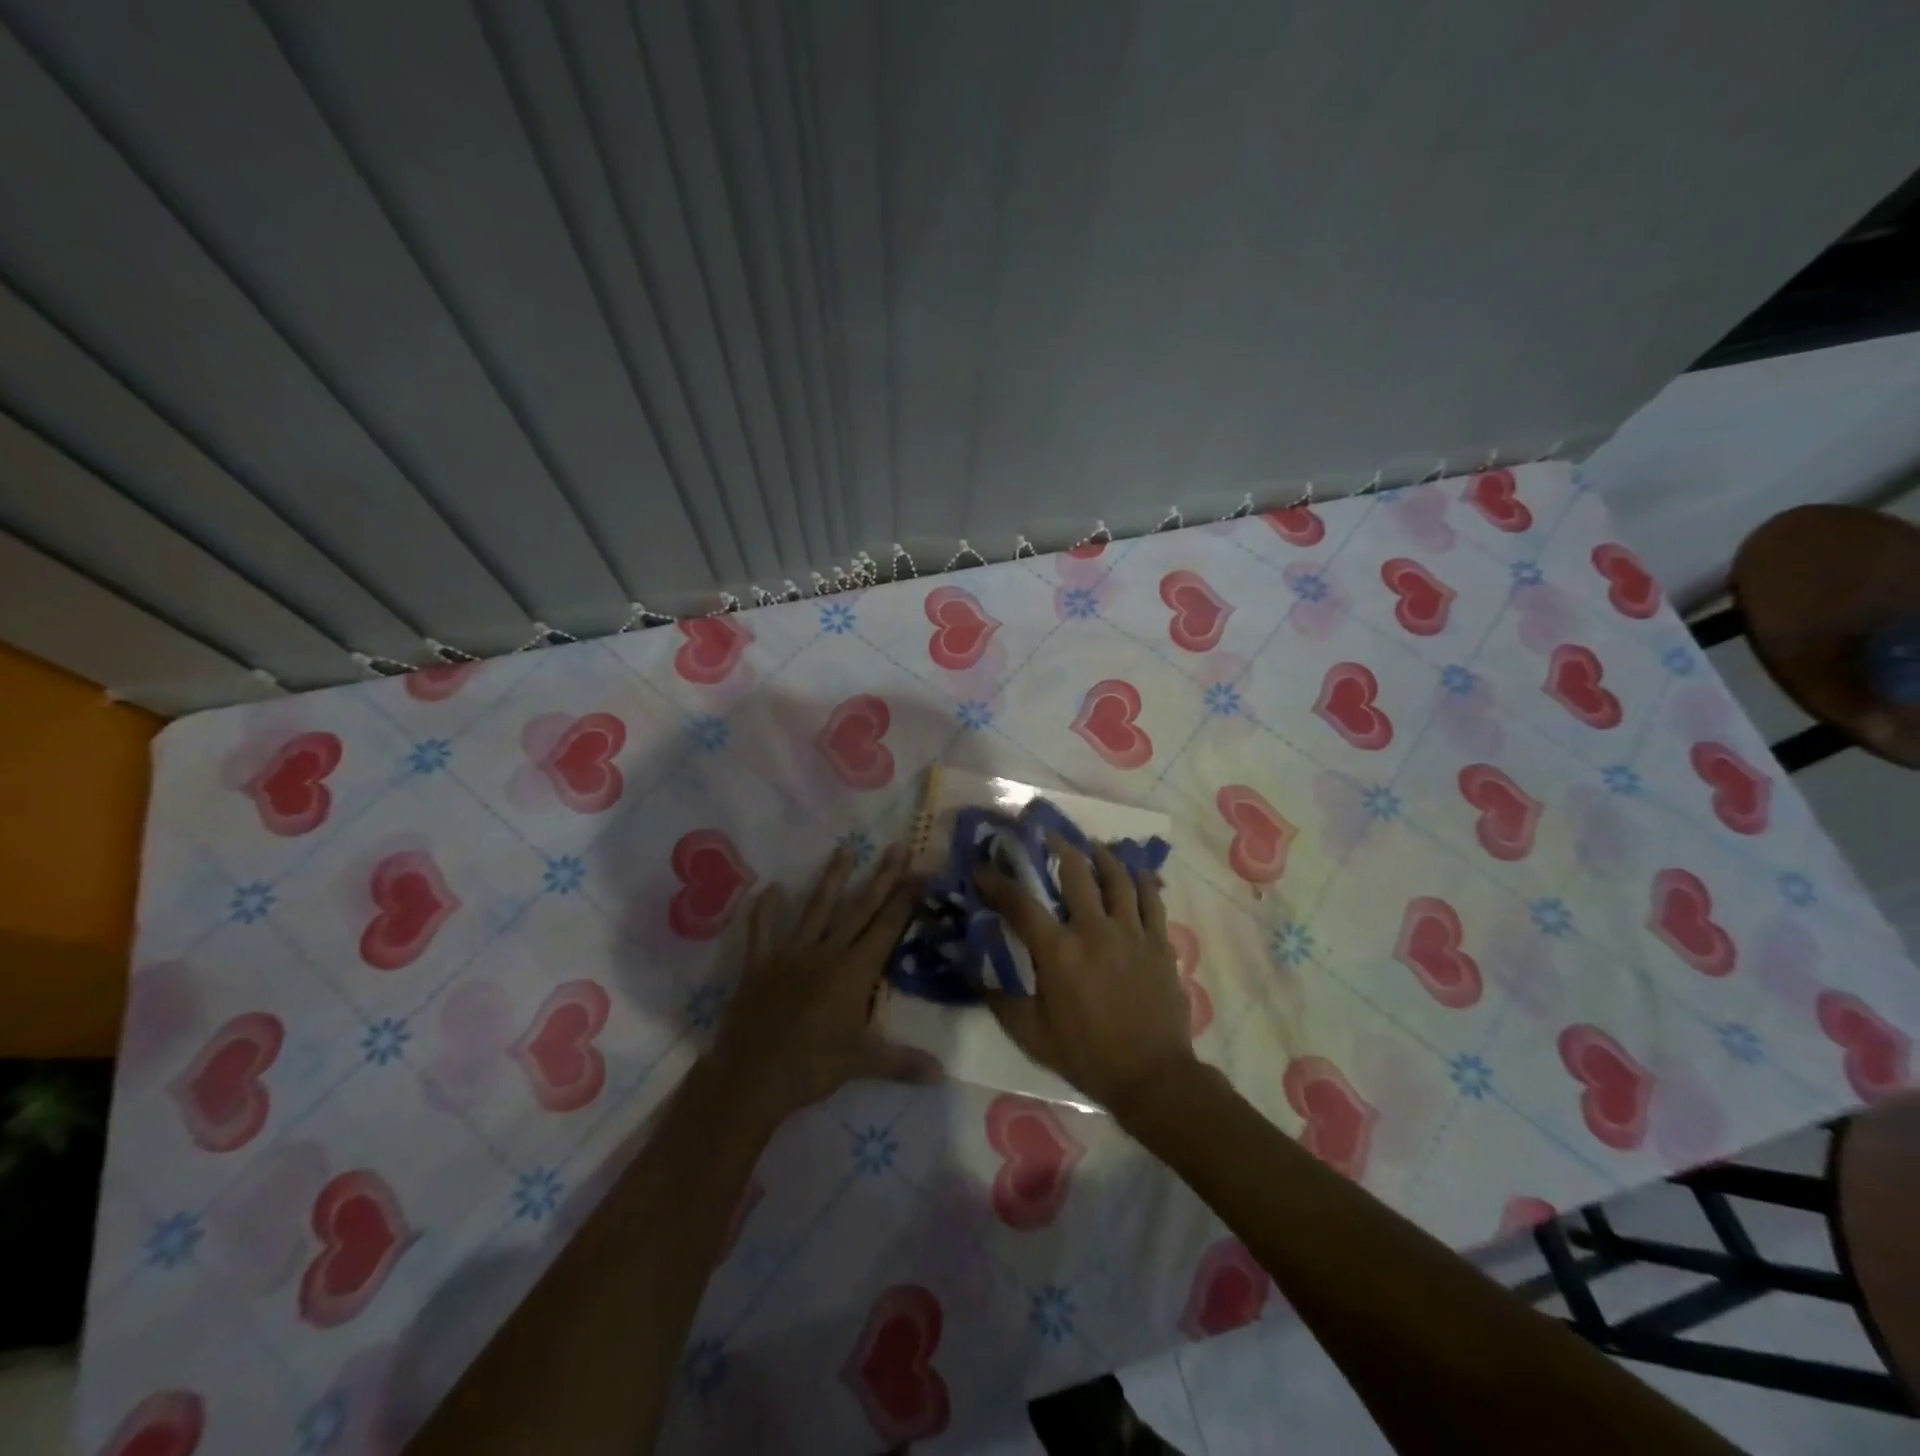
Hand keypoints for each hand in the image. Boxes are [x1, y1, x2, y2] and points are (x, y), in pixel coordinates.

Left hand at [708, 843, 938, 1129]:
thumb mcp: (863, 1064)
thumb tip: (943, 1073)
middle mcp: (827, 952)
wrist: (751, 1078)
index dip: (907, 898)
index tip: (922, 871)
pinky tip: (770, 888)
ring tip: (843, 849)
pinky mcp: (760, 964)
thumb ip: (903, 1062)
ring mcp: (791, 954)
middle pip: (860, 908)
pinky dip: (765, 910)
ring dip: (831, 879)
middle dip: (881, 877)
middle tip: (896, 847)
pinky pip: (762, 931)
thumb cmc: (812, 1068)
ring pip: (817, 909)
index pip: (887, 927)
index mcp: (854, 971)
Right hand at [976, 839, 1198, 1116]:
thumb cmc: (1086, 1055)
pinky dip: (1141, 878)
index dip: (997, 882)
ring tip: (1090, 845)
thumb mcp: (1031, 1034)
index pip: (1020, 904)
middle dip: (1057, 847)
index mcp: (1059, 952)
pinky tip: (1133, 869)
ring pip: (1117, 877)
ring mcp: (1131, 932)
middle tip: (1046, 834)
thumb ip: (999, 999)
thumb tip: (971, 971)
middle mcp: (1094, 930)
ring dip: (1101, 855)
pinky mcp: (1158, 941)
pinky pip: (1151, 897)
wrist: (1152, 1076)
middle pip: (1075, 872)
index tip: (982, 868)